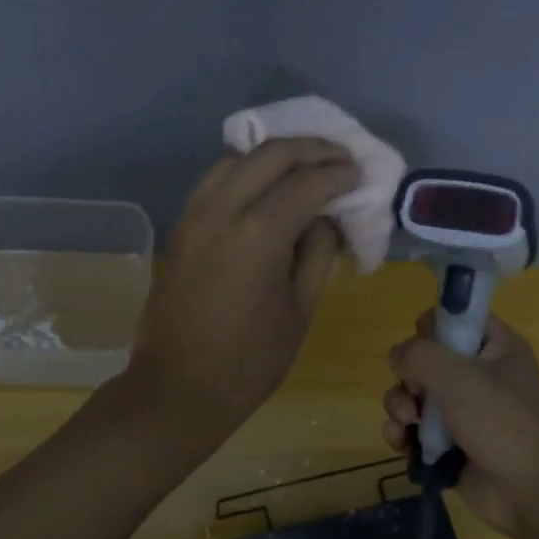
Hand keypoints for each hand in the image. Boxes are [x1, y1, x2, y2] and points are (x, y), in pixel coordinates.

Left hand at [125, 139, 355, 435]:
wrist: (176, 389)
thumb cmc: (249, 361)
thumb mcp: (300, 310)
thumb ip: (318, 253)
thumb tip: (324, 217)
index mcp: (259, 233)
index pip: (308, 181)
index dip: (340, 173)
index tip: (361, 173)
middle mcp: (222, 209)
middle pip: (270, 153)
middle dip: (311, 148)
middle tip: (340, 158)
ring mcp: (194, 214)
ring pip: (237, 158)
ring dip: (275, 155)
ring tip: (306, 166)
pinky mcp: (181, 227)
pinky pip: (216, 180)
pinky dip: (246, 171)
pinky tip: (267, 187)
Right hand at [380, 311, 538, 538]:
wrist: (529, 493)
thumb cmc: (501, 422)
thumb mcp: (459, 376)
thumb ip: (420, 355)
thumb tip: (397, 355)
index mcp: (496, 348)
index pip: (457, 319)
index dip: (433, 328)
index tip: (422, 347)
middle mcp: (481, 375)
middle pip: (427, 359)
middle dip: (408, 376)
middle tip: (413, 394)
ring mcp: (464, 411)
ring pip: (415, 395)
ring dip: (400, 406)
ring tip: (404, 422)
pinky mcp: (450, 443)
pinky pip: (415, 429)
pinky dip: (403, 433)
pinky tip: (399, 442)